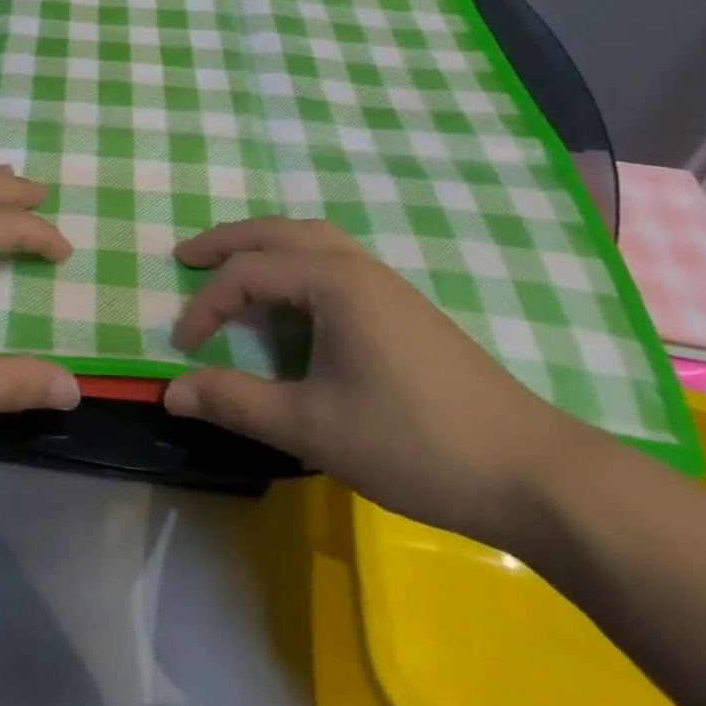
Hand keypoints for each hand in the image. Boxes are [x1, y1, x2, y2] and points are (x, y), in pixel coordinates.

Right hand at [163, 217, 586, 548]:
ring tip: (230, 264)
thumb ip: (237, 402)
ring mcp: (384, 282)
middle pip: (276, 233)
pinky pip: (331, 258)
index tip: (182, 348)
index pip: (247, 275)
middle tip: (185, 256)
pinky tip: (291, 294)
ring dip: (262, 244)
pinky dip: (293, 260)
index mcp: (333, 280)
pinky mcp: (401, 304)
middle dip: (226, 242)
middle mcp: (356, 265)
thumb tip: (171, 391)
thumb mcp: (314, 426)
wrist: (533, 473)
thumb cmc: (415, 443)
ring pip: (308, 238)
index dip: (205, 306)